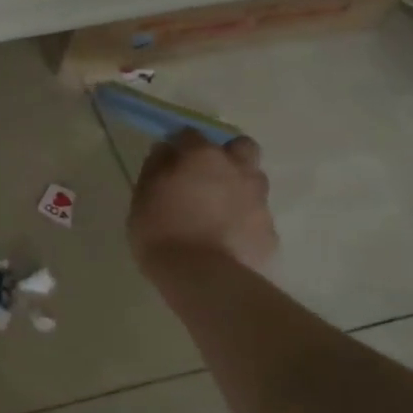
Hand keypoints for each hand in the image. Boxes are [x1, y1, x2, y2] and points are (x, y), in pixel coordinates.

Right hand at [128, 130, 278, 274]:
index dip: (179, 145)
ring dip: (239, 186)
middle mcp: (237, 170)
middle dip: (227, 154)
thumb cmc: (163, 232)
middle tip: (206, 176)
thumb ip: (155, 168)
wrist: (205, 279)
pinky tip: (227, 237)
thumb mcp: (142, 197)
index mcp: (202, 157)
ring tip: (218, 209)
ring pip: (254, 180)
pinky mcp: (270, 230)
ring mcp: (258, 200)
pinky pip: (256, 215)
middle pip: (241, 146)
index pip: (190, 134)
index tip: (168, 160)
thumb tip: (165, 150)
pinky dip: (244, 220)